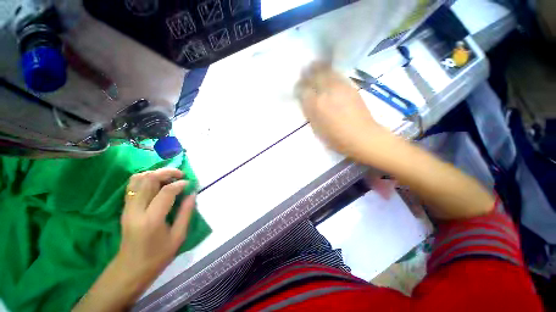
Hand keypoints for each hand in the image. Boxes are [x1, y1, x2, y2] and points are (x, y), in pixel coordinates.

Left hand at [74, 168, 194, 311]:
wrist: (130, 270)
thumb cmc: (157, 257)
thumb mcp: (178, 237)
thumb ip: (186, 213)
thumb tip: (192, 194)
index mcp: (151, 219)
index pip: (166, 192)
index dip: (180, 184)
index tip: (189, 184)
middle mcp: (136, 210)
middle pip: (148, 179)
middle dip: (167, 172)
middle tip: (180, 174)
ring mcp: (127, 208)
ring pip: (137, 179)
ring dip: (155, 173)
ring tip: (169, 177)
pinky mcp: (125, 208)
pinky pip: (133, 186)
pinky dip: (146, 179)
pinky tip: (157, 184)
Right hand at [295, 62, 388, 158]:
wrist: (361, 135)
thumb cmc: (335, 138)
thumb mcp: (316, 128)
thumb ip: (310, 113)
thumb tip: (306, 101)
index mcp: (315, 105)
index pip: (302, 90)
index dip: (298, 87)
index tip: (297, 87)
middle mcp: (326, 92)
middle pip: (314, 76)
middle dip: (307, 72)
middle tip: (303, 71)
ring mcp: (339, 87)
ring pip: (326, 71)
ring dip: (318, 67)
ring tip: (314, 65)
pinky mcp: (350, 86)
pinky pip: (337, 74)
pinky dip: (330, 71)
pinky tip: (328, 72)